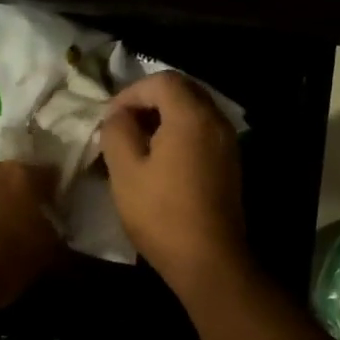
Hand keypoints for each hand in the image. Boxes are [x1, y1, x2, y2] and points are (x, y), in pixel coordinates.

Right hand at [99, 72, 248, 294]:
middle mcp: (216, 121)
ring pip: (194, 112)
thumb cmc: (160, 213)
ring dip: (164, 118)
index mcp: (191, 116)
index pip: (161, 80)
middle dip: (148, 101)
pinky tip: (160, 161)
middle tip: (122, 126)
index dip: (130, 92)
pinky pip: (202, 133)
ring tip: (137, 144)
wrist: (207, 259)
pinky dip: (179, 135)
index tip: (110, 119)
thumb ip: (117, 132)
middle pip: (182, 91)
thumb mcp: (125, 171)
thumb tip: (118, 116)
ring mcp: (227, 143)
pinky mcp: (229, 164)